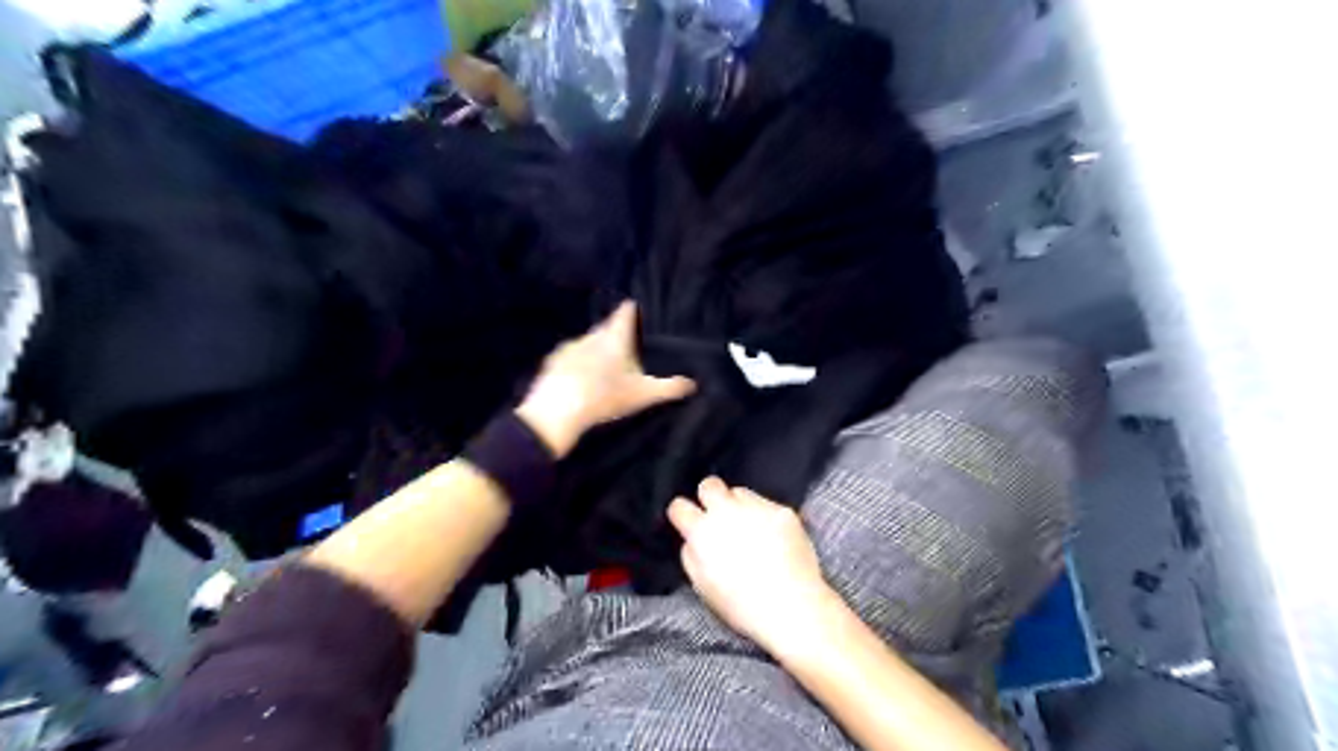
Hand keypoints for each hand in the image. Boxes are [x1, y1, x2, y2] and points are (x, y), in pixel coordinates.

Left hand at [517, 300, 695, 457]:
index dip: (631, 309)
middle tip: (626, 341)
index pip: (625, 313)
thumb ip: (669, 388)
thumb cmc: (605, 396)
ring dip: (595, 348)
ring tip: (604, 362)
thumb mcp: (643, 394)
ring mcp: (569, 347)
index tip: (636, 306)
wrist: (557, 410)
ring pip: (587, 341)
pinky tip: (579, 376)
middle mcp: (591, 336)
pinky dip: (577, 362)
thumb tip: (693, 383)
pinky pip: (569, 356)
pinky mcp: (553, 362)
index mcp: (614, 338)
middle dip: (615, 331)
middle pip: (605, 327)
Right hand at [668, 478, 837, 654]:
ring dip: (739, 506)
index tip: (689, 523)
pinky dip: (765, 516)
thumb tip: (693, 539)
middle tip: (718, 516)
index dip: (682, 514)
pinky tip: (774, 537)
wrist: (792, 606)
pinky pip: (766, 504)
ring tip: (750, 529)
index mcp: (703, 531)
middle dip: (709, 496)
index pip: (679, 506)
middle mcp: (727, 511)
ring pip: (740, 492)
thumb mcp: (702, 586)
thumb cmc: (742, 605)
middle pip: (709, 484)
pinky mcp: (782, 509)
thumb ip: (691, 554)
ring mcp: (757, 507)